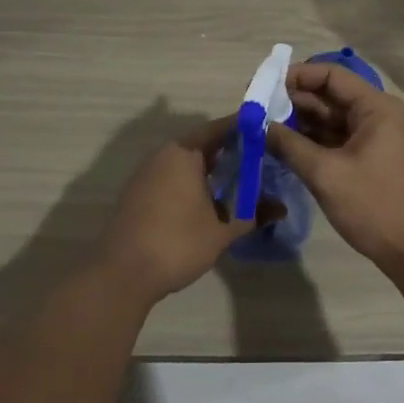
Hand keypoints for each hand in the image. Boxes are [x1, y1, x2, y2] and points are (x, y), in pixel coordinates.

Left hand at [99, 117, 256, 303]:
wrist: (122, 275)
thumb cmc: (177, 243)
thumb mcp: (222, 231)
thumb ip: (253, 214)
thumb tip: (282, 208)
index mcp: (185, 152)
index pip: (222, 128)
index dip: (246, 130)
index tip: (269, 135)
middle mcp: (164, 154)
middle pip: (204, 143)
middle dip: (232, 151)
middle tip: (261, 160)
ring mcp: (148, 173)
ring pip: (187, 161)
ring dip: (212, 168)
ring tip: (240, 182)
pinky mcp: (139, 192)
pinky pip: (173, 176)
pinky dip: (193, 181)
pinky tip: (209, 201)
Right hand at [266, 63, 403, 271]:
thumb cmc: (374, 205)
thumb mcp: (326, 174)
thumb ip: (289, 145)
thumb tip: (258, 125)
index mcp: (375, 107)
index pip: (330, 75)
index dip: (296, 77)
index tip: (262, 87)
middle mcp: (376, 114)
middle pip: (328, 96)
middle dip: (292, 101)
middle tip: (254, 110)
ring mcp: (373, 137)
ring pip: (329, 119)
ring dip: (298, 122)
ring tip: (261, 127)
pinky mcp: (368, 157)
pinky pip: (334, 139)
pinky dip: (310, 141)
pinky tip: (282, 146)